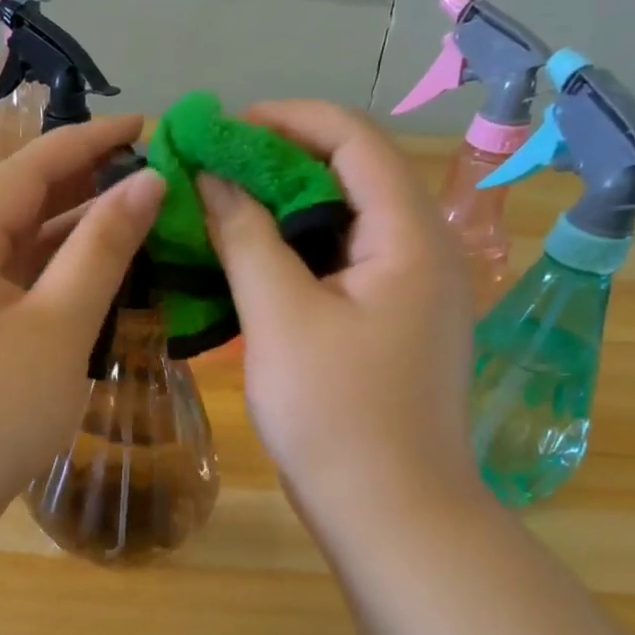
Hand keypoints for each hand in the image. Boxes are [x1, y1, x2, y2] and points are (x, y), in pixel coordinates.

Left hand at [0, 114, 164, 536]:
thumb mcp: (58, 329)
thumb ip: (103, 250)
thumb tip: (146, 183)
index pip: (28, 168)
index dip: (90, 142)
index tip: (148, 126)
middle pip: (17, 204)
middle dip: (83, 187)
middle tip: (150, 176)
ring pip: (13, 250)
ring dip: (69, 235)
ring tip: (134, 220)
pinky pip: (5, 288)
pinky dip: (48, 278)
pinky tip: (90, 278)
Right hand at [197, 99, 481, 536]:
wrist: (390, 514)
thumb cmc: (336, 415)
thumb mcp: (280, 318)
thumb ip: (246, 237)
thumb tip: (213, 177)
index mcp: (410, 235)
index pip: (353, 138)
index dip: (285, 120)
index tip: (219, 129)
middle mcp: (424, 251)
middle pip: (351, 177)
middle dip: (278, 165)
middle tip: (210, 174)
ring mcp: (413, 293)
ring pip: (344, 226)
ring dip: (282, 213)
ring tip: (221, 213)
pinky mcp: (394, 328)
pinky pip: (343, 268)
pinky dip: (296, 257)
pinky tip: (251, 267)